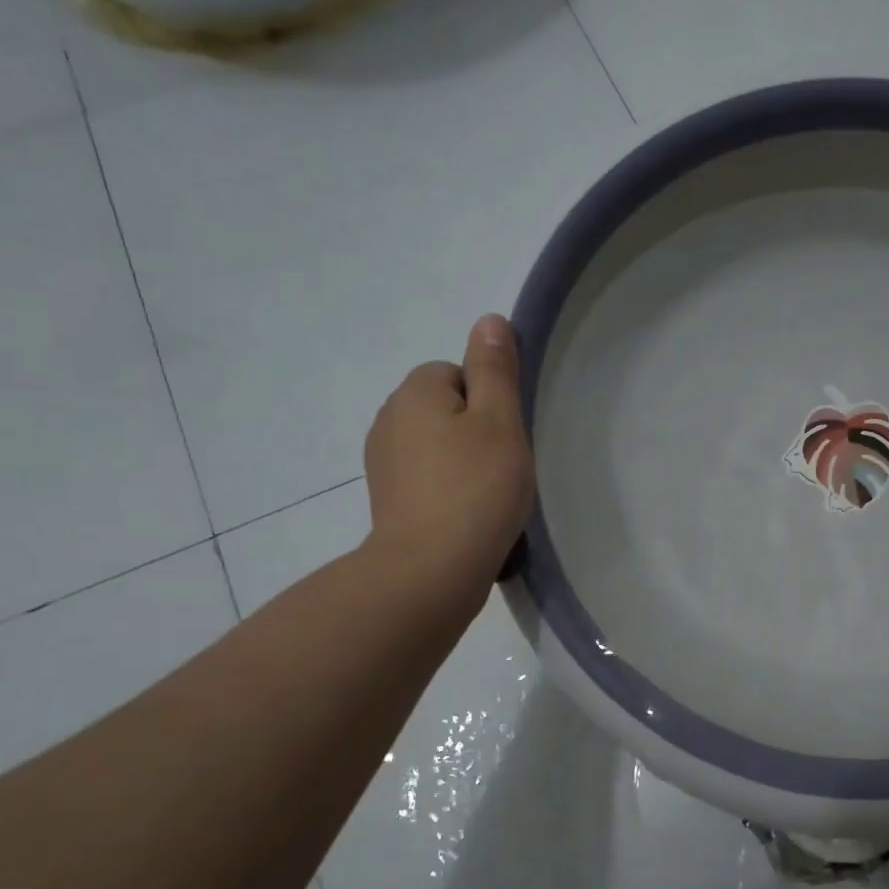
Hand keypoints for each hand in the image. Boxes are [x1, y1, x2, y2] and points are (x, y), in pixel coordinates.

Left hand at [362, 314, 535, 589]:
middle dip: (475, 429)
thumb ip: (495, 369)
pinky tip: (468, 514)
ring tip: (488, 494)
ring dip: (462, 460)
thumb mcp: (499, 421)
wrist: (431, 569)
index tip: (505, 435)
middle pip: (445, 407)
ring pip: (436, 444)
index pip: (456, 372)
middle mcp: (388, 419)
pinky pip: (426, 477)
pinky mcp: (388, 500)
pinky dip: (448, 489)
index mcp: (414, 393)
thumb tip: (488, 319)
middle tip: (503, 465)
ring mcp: (383, 463)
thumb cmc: (475, 488)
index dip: (487, 400)